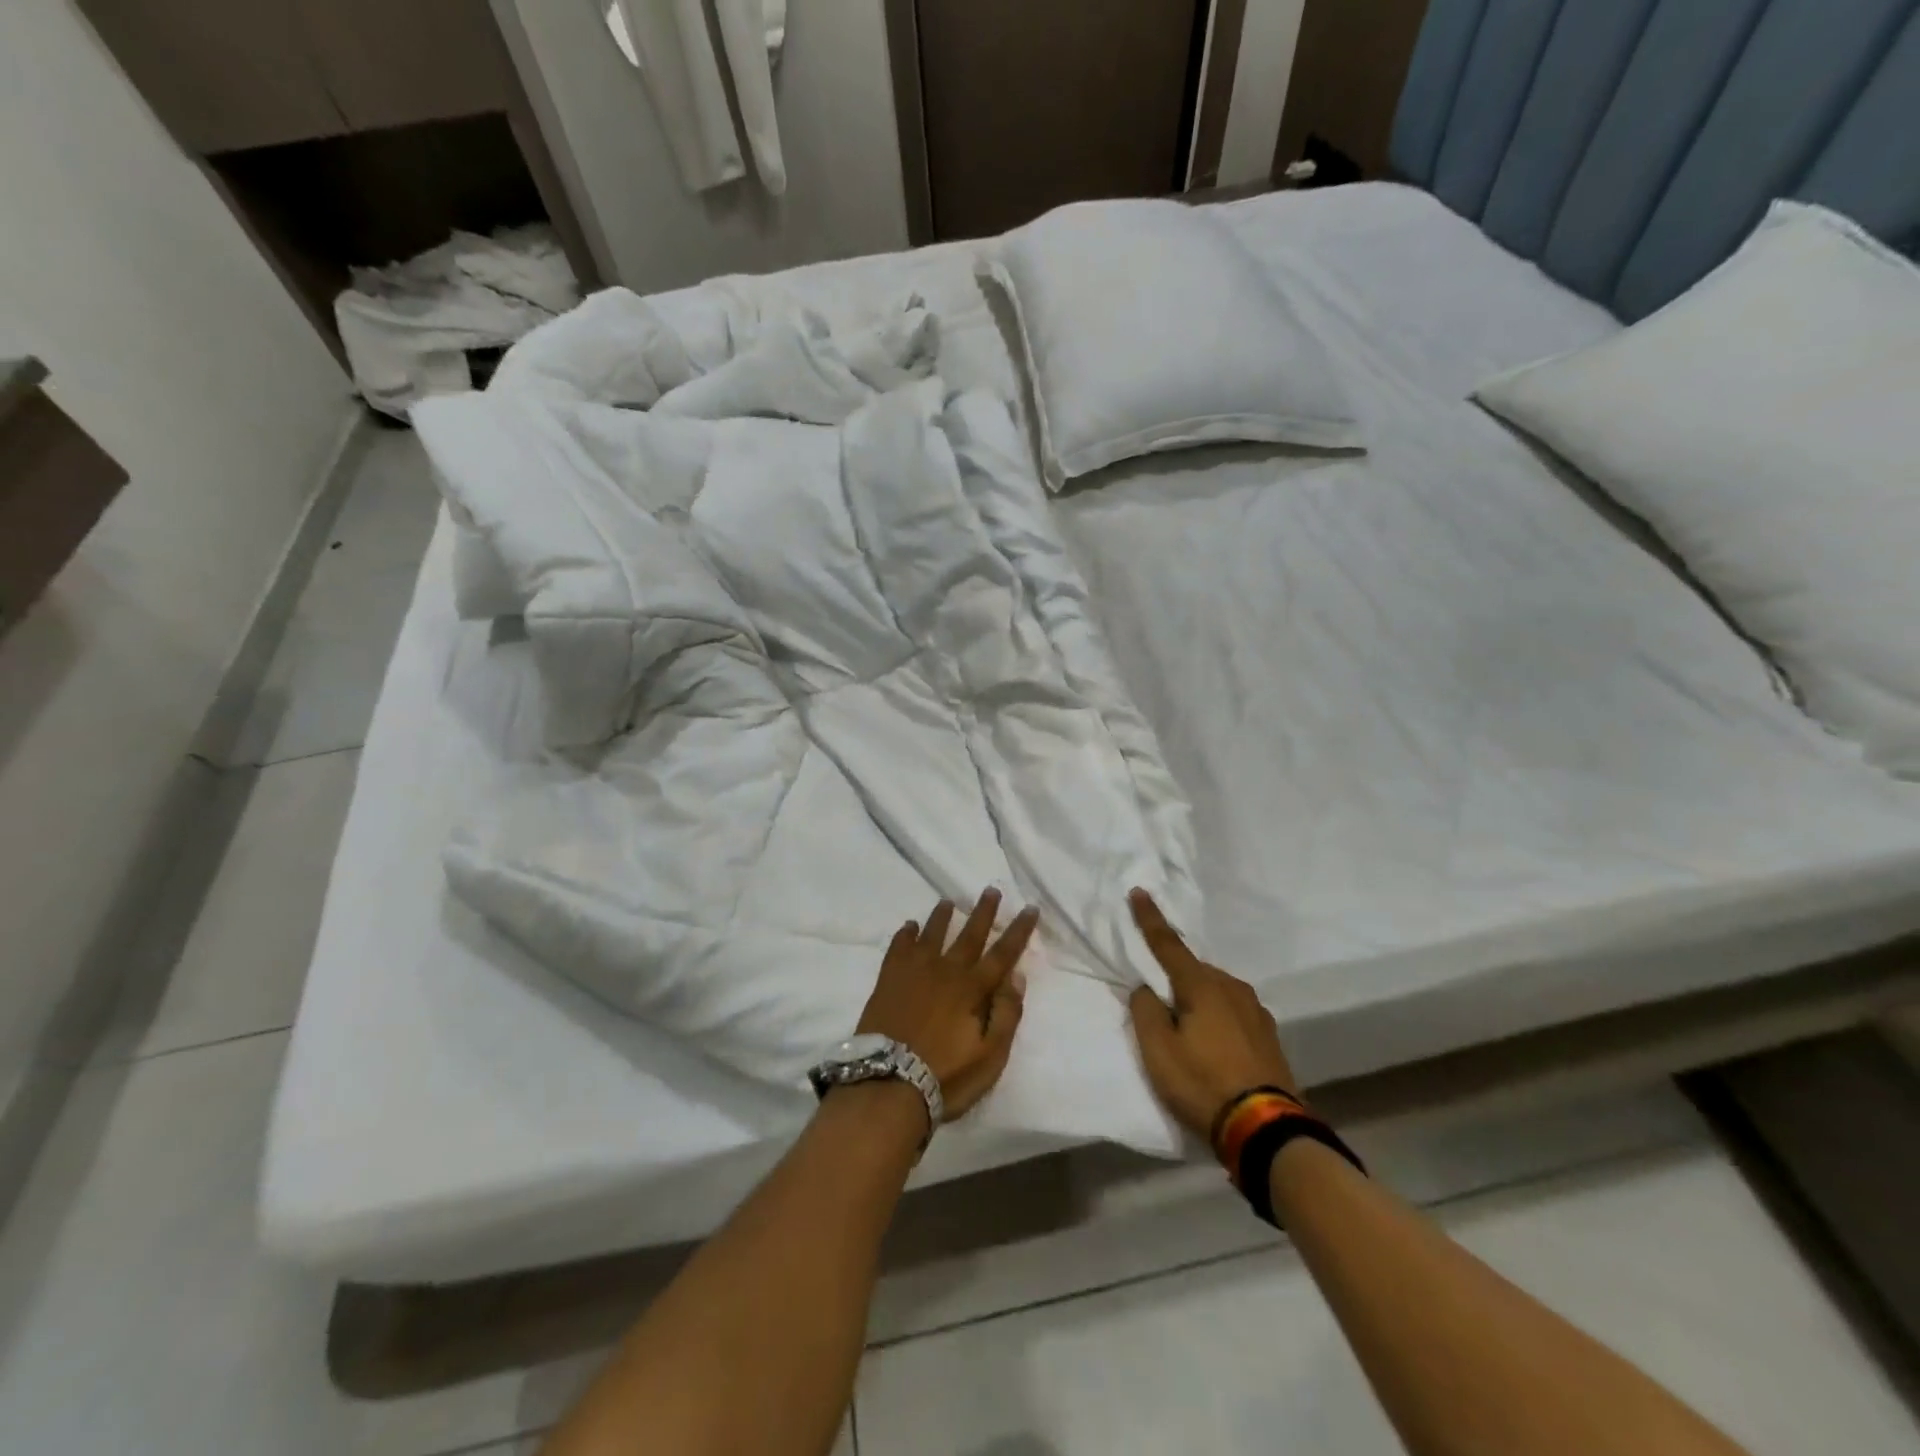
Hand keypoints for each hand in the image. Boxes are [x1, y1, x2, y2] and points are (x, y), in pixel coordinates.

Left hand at [856, 889, 1038, 1119]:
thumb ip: (1006, 1014)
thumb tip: (1016, 976)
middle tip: (991, 890)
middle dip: (983, 912)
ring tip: (948, 902)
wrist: (888, 1083)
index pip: (1003, 954)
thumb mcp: (990, 1056)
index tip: (1030, 908)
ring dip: (942, 917)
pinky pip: (899, 947)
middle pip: (969, 935)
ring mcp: (914, 972)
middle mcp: (946, 971)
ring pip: (932, 934)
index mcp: (973, 989)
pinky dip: (906, 934)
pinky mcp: (888, 980)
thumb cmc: (946, 1076)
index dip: (1018, 931)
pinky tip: (909, 926)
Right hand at [1126, 888, 1298, 1141]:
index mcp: (1202, 986)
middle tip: (1162, 1010)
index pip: (1168, 944)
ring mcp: (1256, 1011)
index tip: (1139, 891)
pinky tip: (1215, 1046)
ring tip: (1188, 1034)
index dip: (1150, 919)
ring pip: (1216, 992)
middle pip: (1193, 971)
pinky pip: (1233, 1012)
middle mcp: (1232, 988)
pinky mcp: (1269, 1035)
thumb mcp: (1158, 1050)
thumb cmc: (1202, 1083)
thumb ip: (1145, 1011)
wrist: (1266, 1128)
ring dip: (1199, 1001)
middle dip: (1176, 980)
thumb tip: (1147, 989)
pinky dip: (1218, 1019)